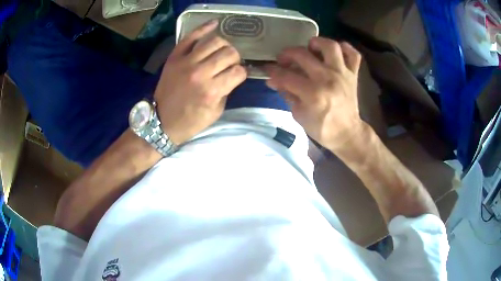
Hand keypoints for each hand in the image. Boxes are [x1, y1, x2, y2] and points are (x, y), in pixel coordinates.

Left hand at [154, 20, 246, 144]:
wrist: (162, 121)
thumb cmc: (190, 121)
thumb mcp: (215, 112)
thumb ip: (226, 90)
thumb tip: (232, 74)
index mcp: (212, 91)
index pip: (238, 71)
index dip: (241, 73)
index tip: (237, 76)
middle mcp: (200, 73)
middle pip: (229, 53)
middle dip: (235, 58)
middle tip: (229, 63)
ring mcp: (186, 62)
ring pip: (214, 41)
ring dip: (224, 45)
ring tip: (221, 51)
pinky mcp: (174, 56)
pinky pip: (191, 36)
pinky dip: (204, 27)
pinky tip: (214, 24)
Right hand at [265, 37, 362, 151]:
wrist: (347, 134)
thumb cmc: (322, 128)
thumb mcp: (299, 115)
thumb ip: (287, 94)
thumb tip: (274, 80)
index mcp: (313, 94)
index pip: (286, 76)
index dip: (273, 71)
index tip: (267, 69)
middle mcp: (327, 79)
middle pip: (303, 55)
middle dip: (287, 54)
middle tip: (283, 59)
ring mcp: (342, 74)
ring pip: (331, 46)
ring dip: (317, 43)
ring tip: (310, 48)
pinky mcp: (353, 75)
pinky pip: (353, 54)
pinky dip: (345, 48)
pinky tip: (335, 52)